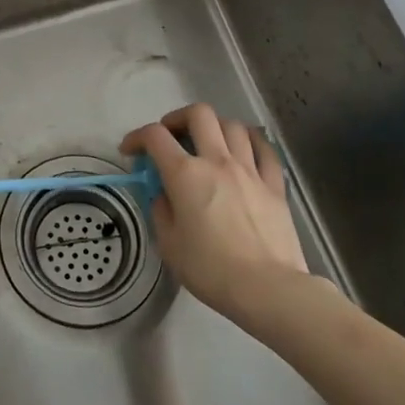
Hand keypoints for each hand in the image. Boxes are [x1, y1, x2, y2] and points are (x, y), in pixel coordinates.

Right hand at [121, 104, 311, 320]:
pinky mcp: (274, 185)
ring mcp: (250, 170)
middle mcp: (217, 161)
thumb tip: (164, 195)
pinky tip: (244, 149)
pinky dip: (250, 141)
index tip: (130, 151)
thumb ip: (161, 211)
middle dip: (178, 119)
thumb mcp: (169, 244)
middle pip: (198, 115)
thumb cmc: (210, 269)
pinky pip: (264, 149)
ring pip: (233, 126)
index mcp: (185, 174)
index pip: (155, 136)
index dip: (137, 137)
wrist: (268, 289)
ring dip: (214, 127)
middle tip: (171, 136)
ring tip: (207, 143)